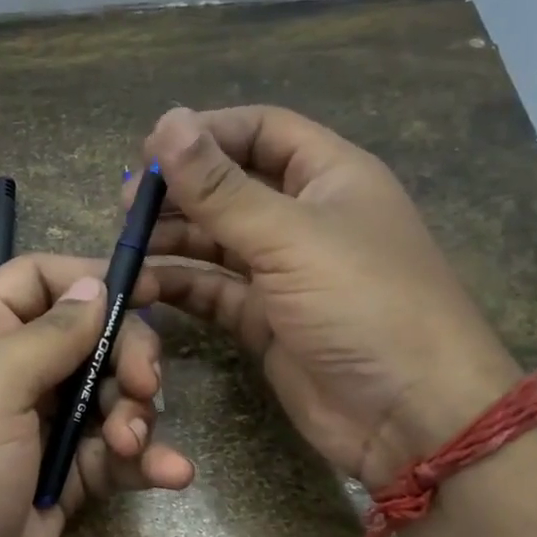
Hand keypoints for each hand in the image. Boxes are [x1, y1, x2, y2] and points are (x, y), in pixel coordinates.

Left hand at [0, 255, 194, 536]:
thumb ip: (49, 334)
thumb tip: (93, 285)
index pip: (36, 280)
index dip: (88, 278)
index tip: (145, 291)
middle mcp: (11, 375)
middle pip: (88, 338)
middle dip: (126, 356)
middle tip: (145, 386)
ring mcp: (40, 429)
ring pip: (109, 396)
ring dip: (136, 415)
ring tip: (133, 445)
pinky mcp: (66, 477)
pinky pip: (115, 453)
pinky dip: (145, 461)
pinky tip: (173, 474)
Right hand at [134, 106, 520, 486]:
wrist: (410, 415)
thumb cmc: (363, 304)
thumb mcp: (290, 237)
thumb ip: (221, 187)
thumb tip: (166, 122)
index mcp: (330, 177)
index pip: (261, 131)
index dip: (207, 133)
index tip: (149, 150)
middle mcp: (306, 219)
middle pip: (232, 188)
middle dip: (180, 193)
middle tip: (127, 207)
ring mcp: (285, 274)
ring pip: (217, 243)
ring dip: (173, 242)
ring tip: (126, 248)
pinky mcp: (267, 322)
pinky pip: (215, 292)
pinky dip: (181, 288)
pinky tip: (144, 288)